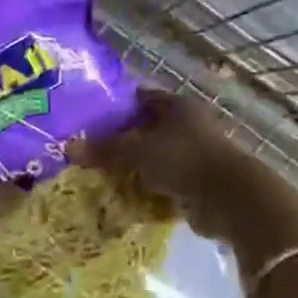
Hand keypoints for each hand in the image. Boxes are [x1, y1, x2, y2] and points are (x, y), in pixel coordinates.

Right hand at [72, 90, 265, 244]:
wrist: (229, 198)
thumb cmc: (184, 160)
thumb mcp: (139, 151)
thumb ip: (106, 149)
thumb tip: (69, 148)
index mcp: (177, 106)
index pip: (140, 98)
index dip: (115, 107)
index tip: (89, 120)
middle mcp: (188, 126)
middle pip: (146, 130)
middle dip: (120, 141)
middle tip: (89, 152)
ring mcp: (193, 155)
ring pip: (154, 158)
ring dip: (133, 168)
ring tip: (100, 176)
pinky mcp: (196, 183)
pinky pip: (163, 183)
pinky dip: (147, 189)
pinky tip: (124, 196)